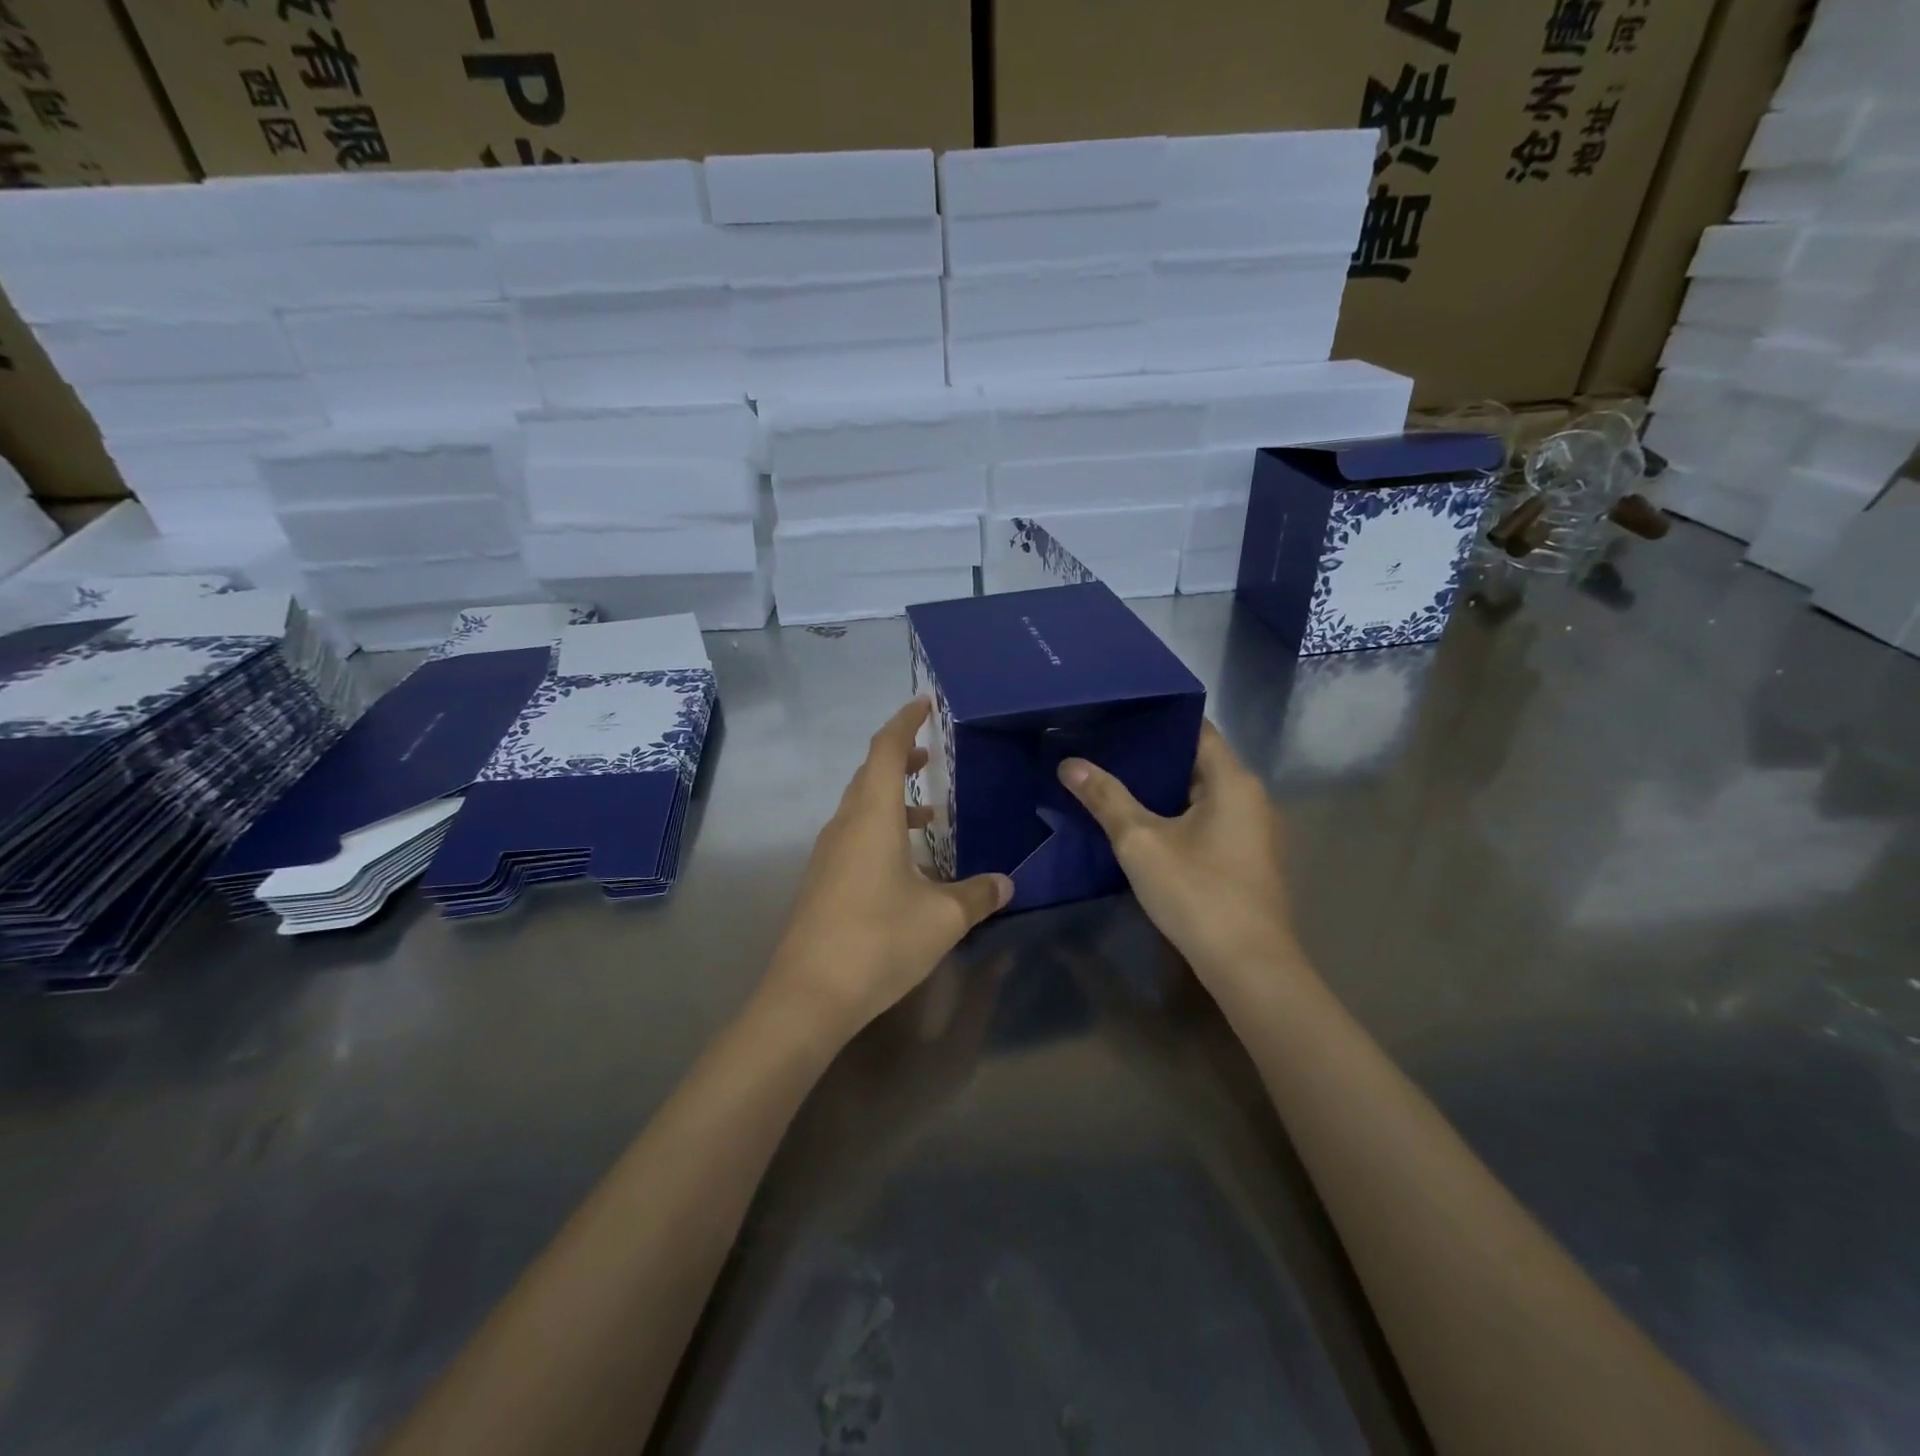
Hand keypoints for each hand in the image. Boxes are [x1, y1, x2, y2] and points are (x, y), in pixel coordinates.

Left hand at [763, 698, 1011, 1048]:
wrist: (808, 995)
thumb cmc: (879, 941)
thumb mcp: (942, 918)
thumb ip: (977, 895)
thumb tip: (1006, 883)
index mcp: (872, 816)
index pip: (886, 750)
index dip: (905, 722)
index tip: (925, 703)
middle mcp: (845, 825)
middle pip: (870, 774)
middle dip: (900, 758)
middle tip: (930, 754)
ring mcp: (827, 854)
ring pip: (860, 807)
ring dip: (891, 798)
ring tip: (929, 812)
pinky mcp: (821, 881)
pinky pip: (853, 835)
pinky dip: (880, 829)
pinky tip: (906, 863)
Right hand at [1057, 721, 1307, 1002]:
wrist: (1249, 966)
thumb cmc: (1197, 892)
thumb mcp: (1141, 842)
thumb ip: (1106, 798)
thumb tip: (1070, 763)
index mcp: (1233, 781)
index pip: (1196, 728)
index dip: (1157, 718)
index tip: (1116, 714)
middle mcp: (1250, 798)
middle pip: (1197, 761)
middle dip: (1151, 756)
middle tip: (1103, 748)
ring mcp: (1252, 831)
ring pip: (1201, 794)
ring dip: (1162, 789)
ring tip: (1113, 781)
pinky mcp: (1246, 859)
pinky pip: (1208, 821)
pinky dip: (1177, 815)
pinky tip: (1142, 824)